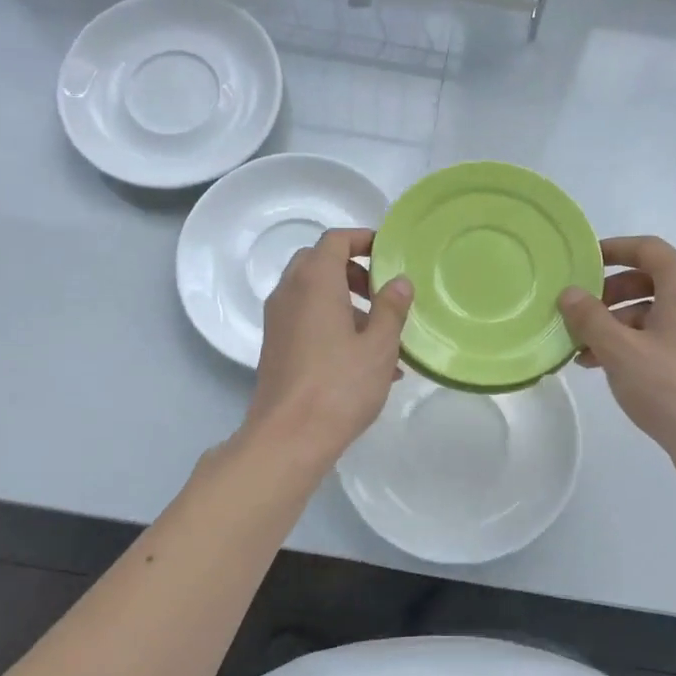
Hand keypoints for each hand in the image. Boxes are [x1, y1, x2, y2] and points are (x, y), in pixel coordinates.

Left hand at [244, 229, 412, 468]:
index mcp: (314, 281)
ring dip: (343, 301)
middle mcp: (289, 293)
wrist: (289, 436)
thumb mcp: (379, 346)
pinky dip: (330, 323)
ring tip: (380, 334)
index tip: (387, 252)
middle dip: (352, 271)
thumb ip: (391, 308)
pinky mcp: (275, 346)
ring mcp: (277, 320)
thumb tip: (399, 282)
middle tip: (382, 294)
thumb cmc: (340, 385)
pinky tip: (362, 361)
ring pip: (311, 294)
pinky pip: (305, 320)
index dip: (362, 239)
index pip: (335, 240)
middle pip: (319, 263)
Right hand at [558, 236, 675, 487]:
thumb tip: (568, 293)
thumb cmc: (670, 387)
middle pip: (649, 279)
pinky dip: (633, 342)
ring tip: (581, 348)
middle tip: (576, 310)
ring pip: (653, 311)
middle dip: (608, 293)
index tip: (580, 261)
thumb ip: (590, 318)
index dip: (612, 250)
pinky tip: (604, 365)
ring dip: (616, 323)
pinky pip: (663, 335)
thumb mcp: (619, 350)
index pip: (646, 249)